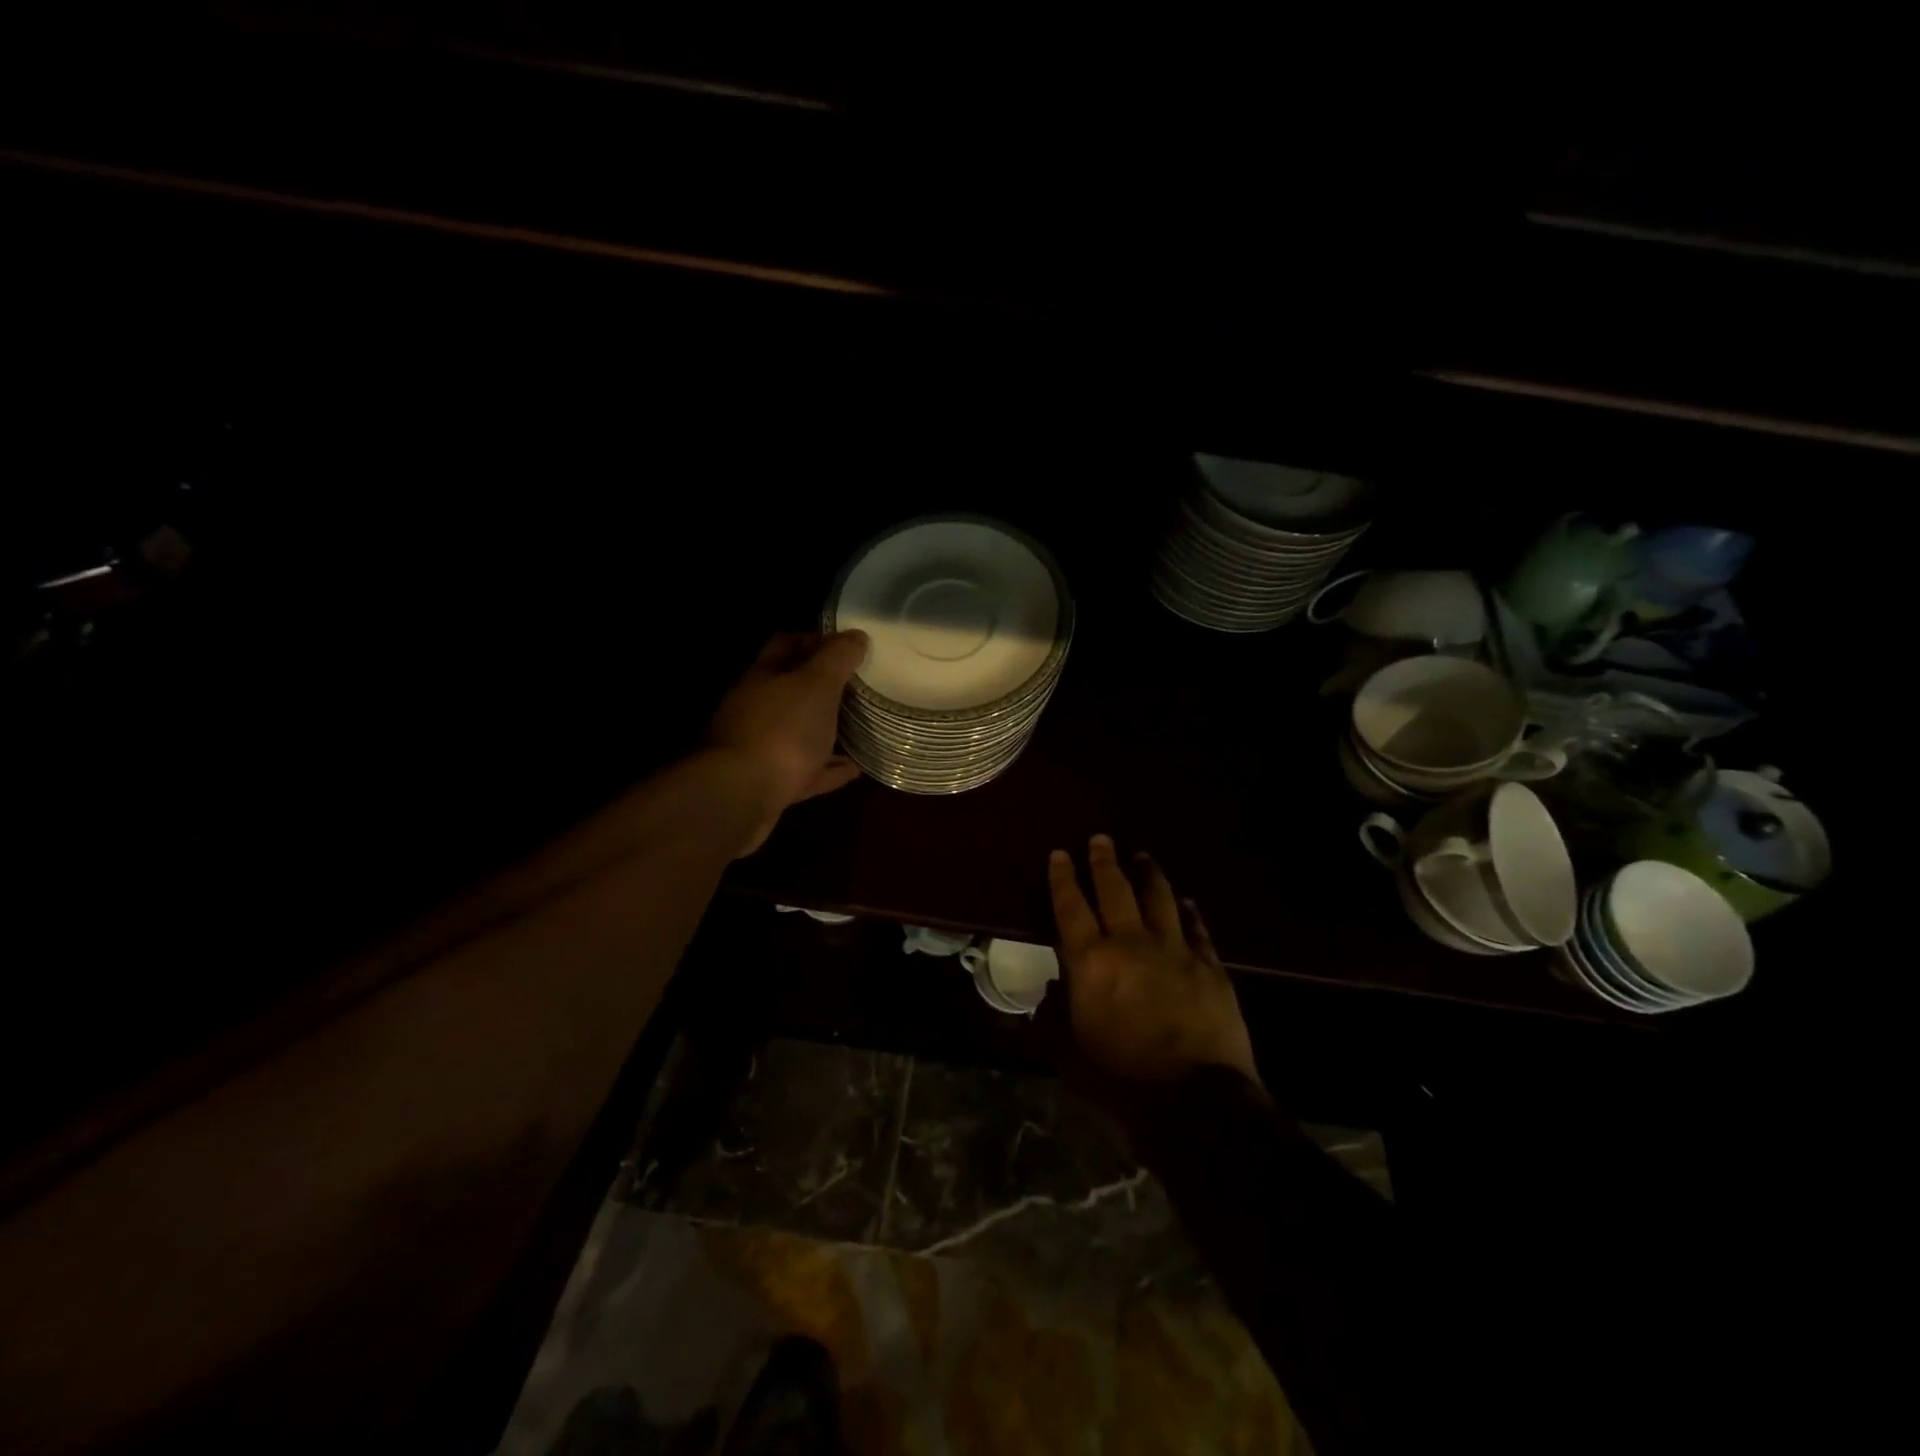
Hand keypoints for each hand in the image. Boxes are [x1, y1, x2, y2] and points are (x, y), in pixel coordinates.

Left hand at [707, 630, 868, 854]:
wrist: (741, 795)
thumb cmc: (781, 729)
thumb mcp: (816, 684)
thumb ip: (837, 658)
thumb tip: (856, 635)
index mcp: (764, 676)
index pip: (787, 644)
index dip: (816, 640)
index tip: (849, 645)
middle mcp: (758, 708)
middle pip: (792, 690)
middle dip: (824, 686)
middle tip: (860, 686)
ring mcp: (762, 748)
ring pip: (799, 732)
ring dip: (828, 729)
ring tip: (862, 727)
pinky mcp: (771, 784)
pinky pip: (807, 771)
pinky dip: (829, 768)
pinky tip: (854, 769)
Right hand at [1048, 835, 1262, 1090]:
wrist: (1195, 1104)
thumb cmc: (1121, 1081)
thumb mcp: (1069, 1055)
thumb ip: (1054, 1018)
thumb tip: (1047, 992)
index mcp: (1091, 962)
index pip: (1070, 907)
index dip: (1063, 879)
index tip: (1061, 854)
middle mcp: (1131, 944)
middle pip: (1115, 890)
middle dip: (1104, 862)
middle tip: (1101, 840)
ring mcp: (1175, 951)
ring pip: (1160, 898)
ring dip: (1148, 874)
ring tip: (1142, 857)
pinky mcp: (1210, 967)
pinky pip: (1198, 928)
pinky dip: (1189, 912)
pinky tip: (1187, 903)